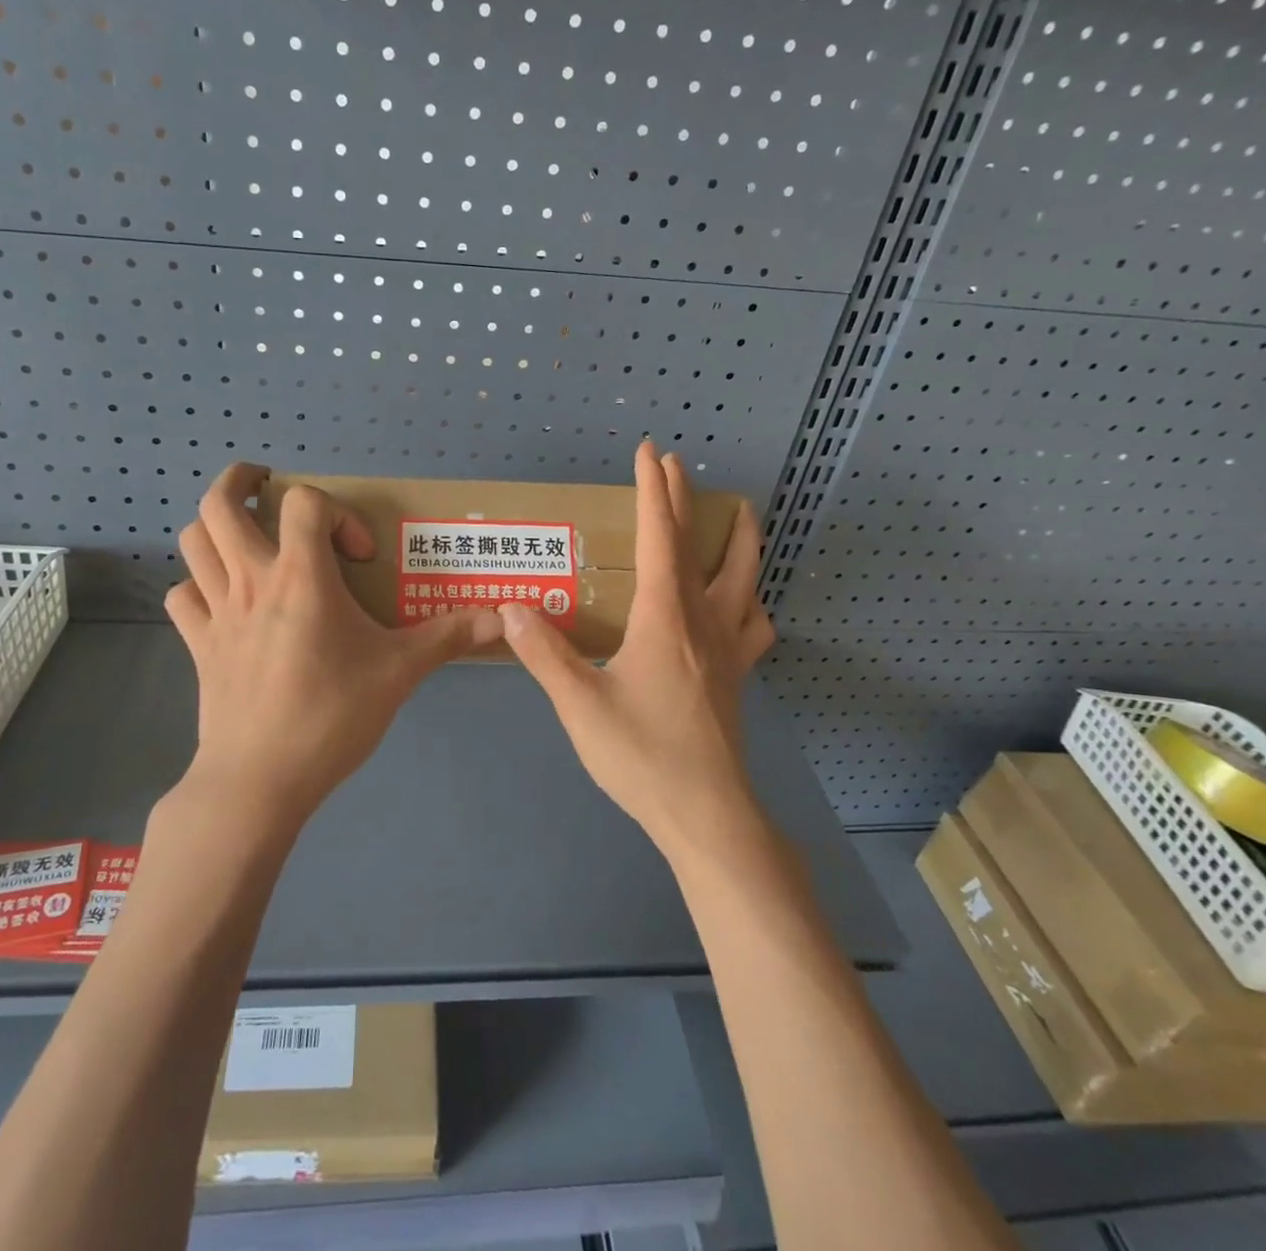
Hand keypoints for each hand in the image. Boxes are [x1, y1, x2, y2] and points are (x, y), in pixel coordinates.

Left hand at [165, 463, 502, 824]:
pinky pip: (184, 597)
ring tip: (247, 538)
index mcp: (301, 576)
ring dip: (216, 529)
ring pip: (192, 543)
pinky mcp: (199, 646)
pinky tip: (226, 602)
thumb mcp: (399, 673)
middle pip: (219, 504)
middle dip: (240, 482)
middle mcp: (251, 581)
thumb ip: (447, 637)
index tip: (358, 557)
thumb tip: (502, 620)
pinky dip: (200, 586)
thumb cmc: (331, 716)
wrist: (260, 781)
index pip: (303, 502)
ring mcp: (217, 612)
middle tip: (267, 490)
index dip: (336, 513)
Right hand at [499, 440, 775, 852]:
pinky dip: (752, 601)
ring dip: (739, 539)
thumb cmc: (641, 755)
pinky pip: (754, 624)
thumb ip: (543, 652)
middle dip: (683, 499)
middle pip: (696, 544)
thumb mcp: (579, 704)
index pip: (658, 536)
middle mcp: (702, 620)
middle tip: (676, 464)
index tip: (649, 451)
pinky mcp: (737, 676)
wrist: (706, 814)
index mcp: (663, 617)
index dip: (651, 490)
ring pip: (744, 577)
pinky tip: (745, 605)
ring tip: (739, 514)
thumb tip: (511, 607)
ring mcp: (728, 648)